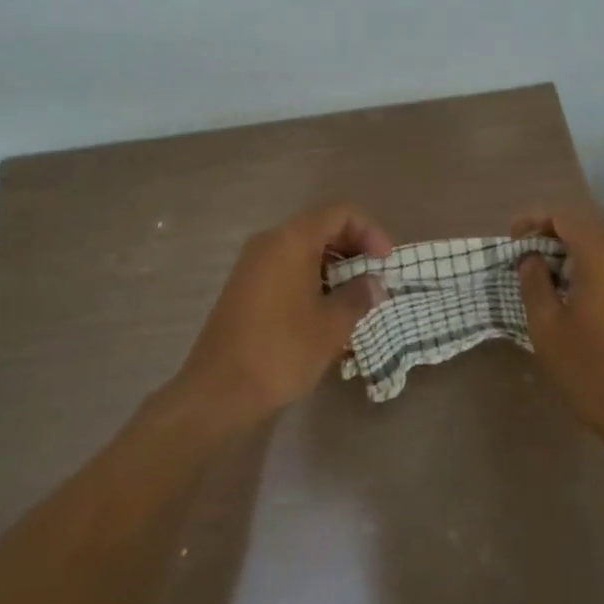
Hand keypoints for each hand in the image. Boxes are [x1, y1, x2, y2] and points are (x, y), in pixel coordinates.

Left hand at [172, 203, 391, 427]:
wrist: (218, 390)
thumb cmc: (282, 350)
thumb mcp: (332, 325)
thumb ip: (358, 296)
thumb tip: (374, 284)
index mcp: (292, 240)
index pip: (341, 213)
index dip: (370, 231)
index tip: (385, 263)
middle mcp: (269, 241)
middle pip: (320, 227)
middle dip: (353, 249)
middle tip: (374, 280)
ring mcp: (252, 263)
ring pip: (302, 249)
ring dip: (333, 267)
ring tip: (354, 299)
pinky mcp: (243, 286)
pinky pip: (285, 268)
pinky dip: (311, 278)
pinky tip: (324, 312)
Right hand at [513, 203, 603, 454]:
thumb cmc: (593, 370)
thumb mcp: (547, 326)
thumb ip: (534, 281)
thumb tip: (532, 258)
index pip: (564, 214)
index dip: (533, 219)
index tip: (510, 239)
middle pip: (587, 225)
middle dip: (552, 233)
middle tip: (524, 256)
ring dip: (573, 250)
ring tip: (546, 275)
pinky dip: (594, 266)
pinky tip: (577, 294)